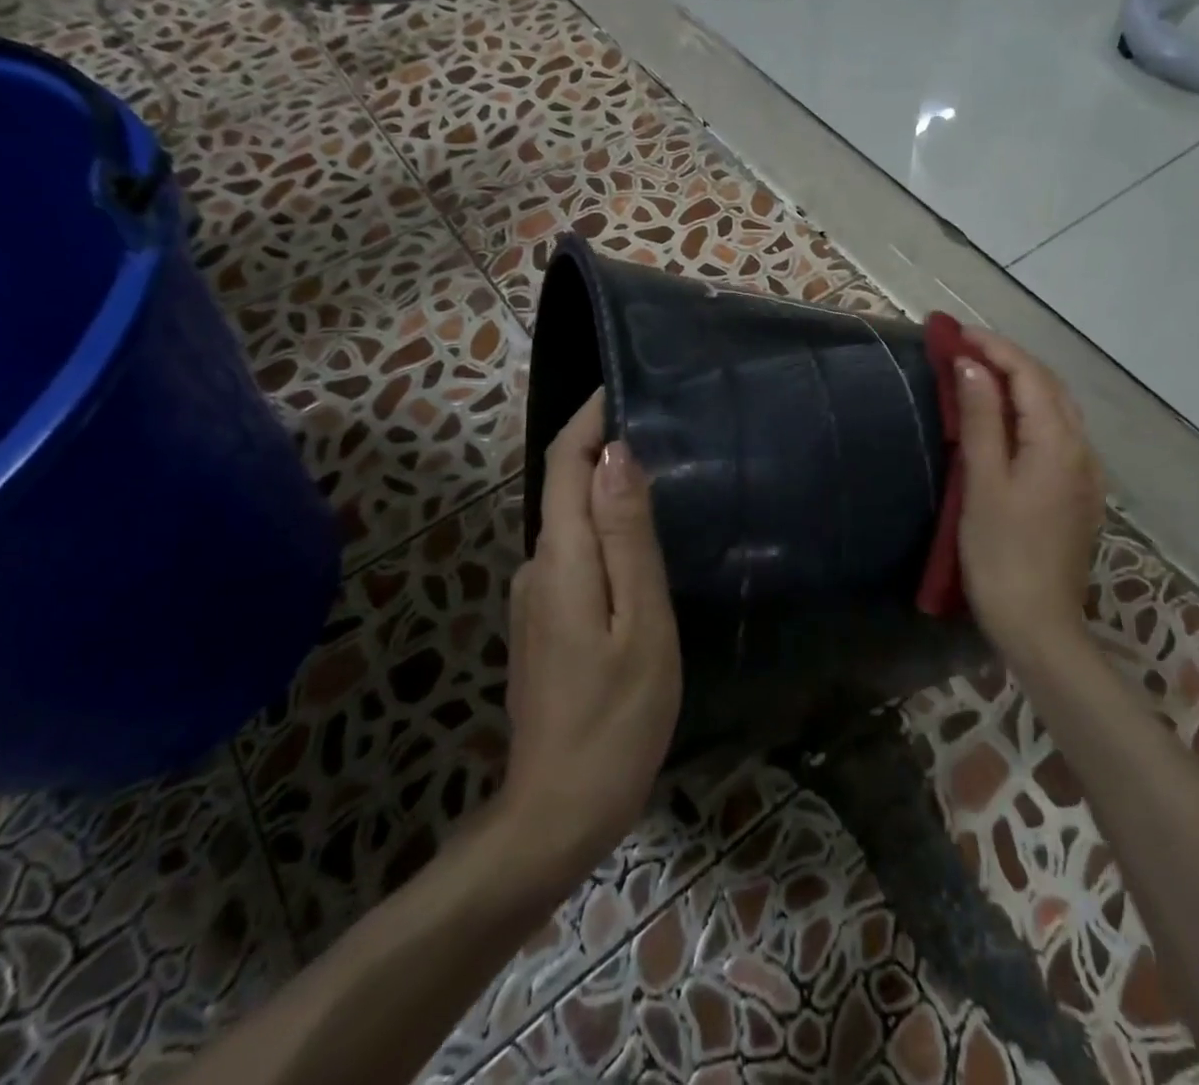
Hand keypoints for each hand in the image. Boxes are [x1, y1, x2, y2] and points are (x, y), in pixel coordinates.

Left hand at [501, 391, 681, 878]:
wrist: (556, 813)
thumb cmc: (616, 717)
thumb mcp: (640, 623)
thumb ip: (626, 536)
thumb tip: (616, 454)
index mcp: (560, 558)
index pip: (566, 461)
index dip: (590, 417)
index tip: (626, 385)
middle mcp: (537, 565)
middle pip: (564, 484)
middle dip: (602, 444)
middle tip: (663, 424)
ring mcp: (535, 596)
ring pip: (570, 520)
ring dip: (605, 486)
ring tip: (663, 473)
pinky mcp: (544, 621)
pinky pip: (573, 553)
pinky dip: (602, 527)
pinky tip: (639, 540)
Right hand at [952, 328, 1105, 665]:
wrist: (1038, 624)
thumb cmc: (1000, 553)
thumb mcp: (983, 483)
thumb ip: (981, 420)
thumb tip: (973, 367)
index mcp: (1058, 443)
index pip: (1029, 375)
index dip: (994, 348)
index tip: (956, 333)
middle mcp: (1081, 450)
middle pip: (1048, 386)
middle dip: (1008, 359)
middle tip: (964, 348)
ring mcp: (1084, 473)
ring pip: (1056, 409)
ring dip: (1020, 383)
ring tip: (980, 374)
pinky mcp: (1077, 493)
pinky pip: (1056, 434)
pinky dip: (1029, 412)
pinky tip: (1006, 419)